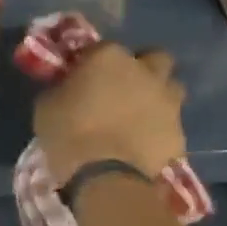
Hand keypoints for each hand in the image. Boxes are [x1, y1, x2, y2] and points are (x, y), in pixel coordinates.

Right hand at [32, 42, 186, 184]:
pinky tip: (142, 144)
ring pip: (170, 87)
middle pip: (153, 58)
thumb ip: (61, 88)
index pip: (100, 48)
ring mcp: (168, 100)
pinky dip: (159, 129)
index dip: (91, 62)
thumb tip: (67, 87)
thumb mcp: (46, 105)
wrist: (106, 178)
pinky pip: (170, 123)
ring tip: (136, 116)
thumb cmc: (68, 134)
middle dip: (141, 69)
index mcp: (109, 58)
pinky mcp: (180, 131)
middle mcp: (145, 71)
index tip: (80, 78)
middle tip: (121, 89)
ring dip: (156, 96)